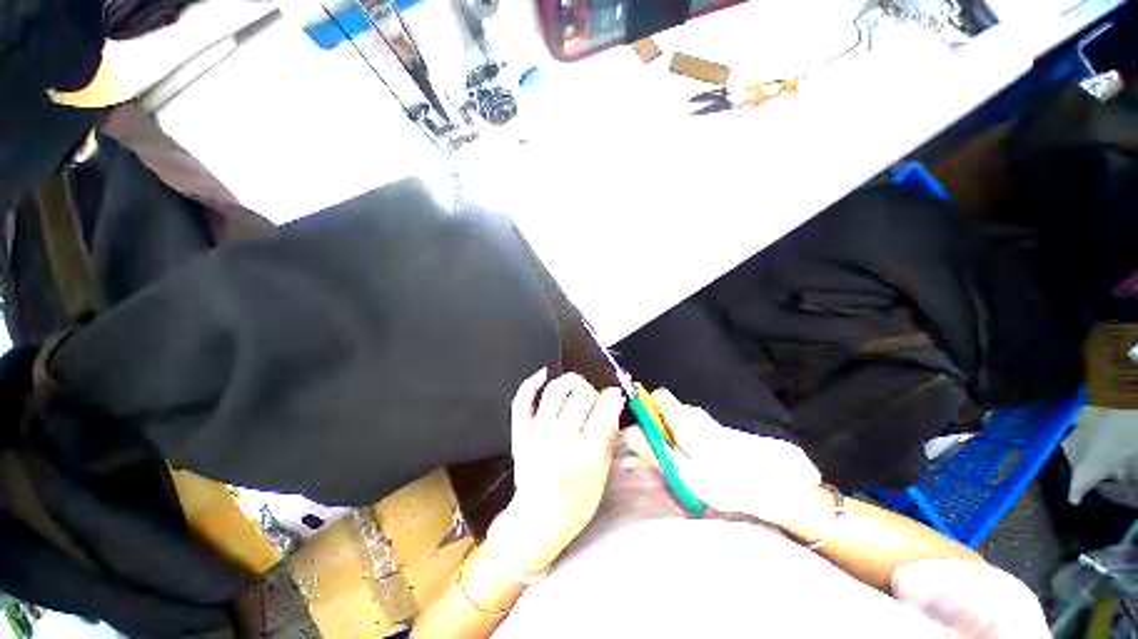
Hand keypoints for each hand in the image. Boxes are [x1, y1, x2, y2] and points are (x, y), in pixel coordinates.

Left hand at [490, 370, 624, 574]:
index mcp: (585, 456)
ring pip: (555, 390)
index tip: (614, 395)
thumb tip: (613, 404)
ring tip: (576, 388)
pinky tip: (544, 374)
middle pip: (581, 395)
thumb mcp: (603, 474)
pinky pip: (522, 399)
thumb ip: (609, 437)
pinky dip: (532, 382)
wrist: (537, 520)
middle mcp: (560, 440)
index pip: (603, 410)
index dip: (612, 397)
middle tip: (594, 402)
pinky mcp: (520, 432)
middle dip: (593, 392)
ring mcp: (536, 433)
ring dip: (569, 382)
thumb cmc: (576, 502)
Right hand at [625, 388, 821, 529]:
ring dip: (663, 440)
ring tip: (663, 466)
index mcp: (684, 420)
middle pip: (663, 410)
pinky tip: (681, 465)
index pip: (657, 396)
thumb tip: (629, 431)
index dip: (644, 408)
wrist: (766, 490)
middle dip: (651, 430)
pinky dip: (677, 444)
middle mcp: (693, 415)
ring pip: (673, 422)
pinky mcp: (710, 433)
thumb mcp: (682, 471)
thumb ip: (653, 449)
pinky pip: (685, 431)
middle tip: (646, 457)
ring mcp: (703, 423)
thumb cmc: (722, 482)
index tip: (639, 430)